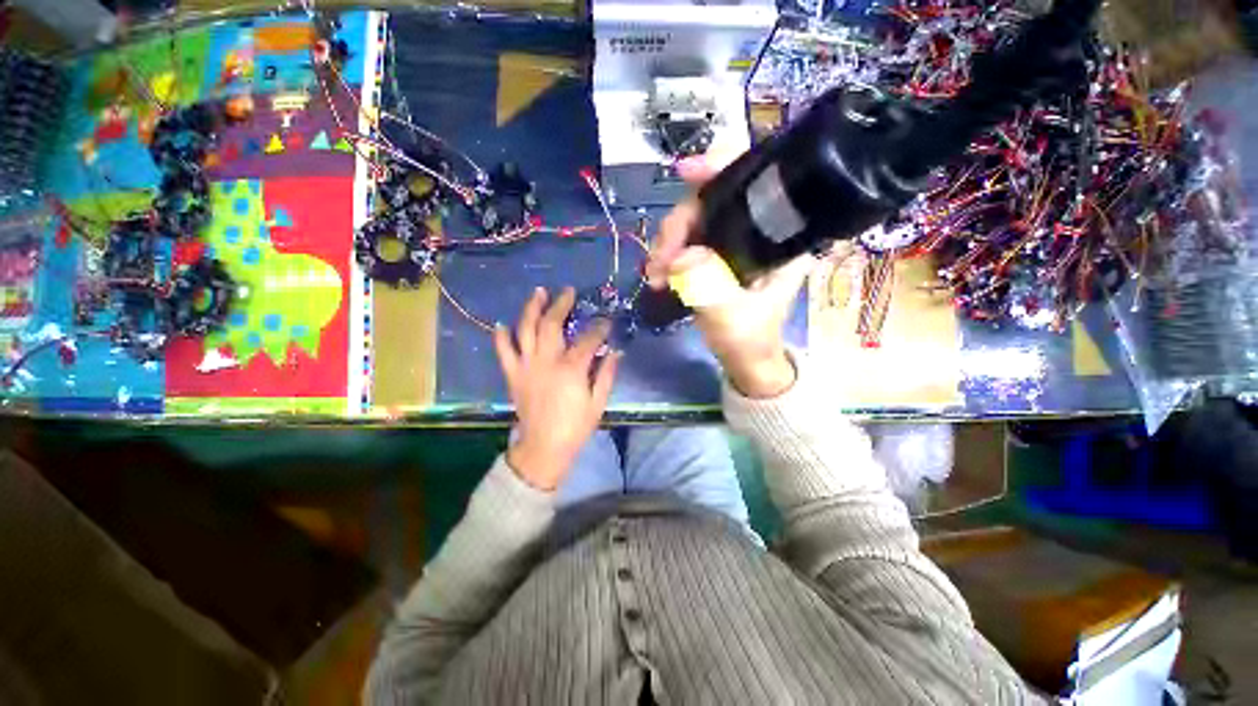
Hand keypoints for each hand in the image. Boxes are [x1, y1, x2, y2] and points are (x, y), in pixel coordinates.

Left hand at [493, 286, 620, 490]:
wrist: (543, 448)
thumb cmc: (575, 427)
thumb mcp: (598, 402)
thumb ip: (607, 374)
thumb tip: (616, 351)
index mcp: (571, 369)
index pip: (588, 339)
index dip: (599, 327)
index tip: (606, 321)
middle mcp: (547, 361)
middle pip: (552, 324)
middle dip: (561, 304)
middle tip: (568, 291)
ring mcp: (526, 366)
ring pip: (526, 329)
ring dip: (532, 308)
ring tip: (538, 292)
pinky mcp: (513, 375)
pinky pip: (503, 351)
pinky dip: (501, 337)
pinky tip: (502, 324)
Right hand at [646, 155, 813, 397]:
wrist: (744, 360)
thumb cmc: (749, 340)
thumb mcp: (731, 318)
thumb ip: (709, 288)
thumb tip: (679, 257)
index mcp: (779, 236)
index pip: (756, 182)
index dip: (721, 166)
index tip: (686, 173)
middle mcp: (758, 229)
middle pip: (713, 199)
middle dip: (678, 224)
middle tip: (659, 260)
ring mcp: (733, 241)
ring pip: (694, 220)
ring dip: (667, 242)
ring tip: (655, 275)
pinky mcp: (716, 254)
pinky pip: (687, 240)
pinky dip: (668, 253)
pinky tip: (658, 274)